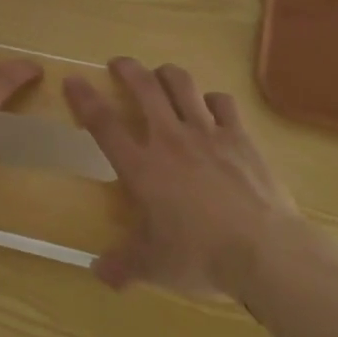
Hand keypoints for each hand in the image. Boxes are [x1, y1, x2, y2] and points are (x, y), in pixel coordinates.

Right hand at [65, 58, 300, 296]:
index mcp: (142, 167)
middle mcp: (170, 139)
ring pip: (182, 84)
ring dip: (167, 74)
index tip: (73, 80)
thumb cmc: (201, 256)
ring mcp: (207, 133)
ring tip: (161, 74)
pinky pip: (222, 102)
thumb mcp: (155, 268)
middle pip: (144, 88)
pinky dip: (212, 99)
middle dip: (128, 69)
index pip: (104, 124)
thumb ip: (123, 266)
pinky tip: (210, 106)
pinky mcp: (239, 136)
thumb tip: (97, 273)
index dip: (85, 99)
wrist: (264, 250)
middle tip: (119, 63)